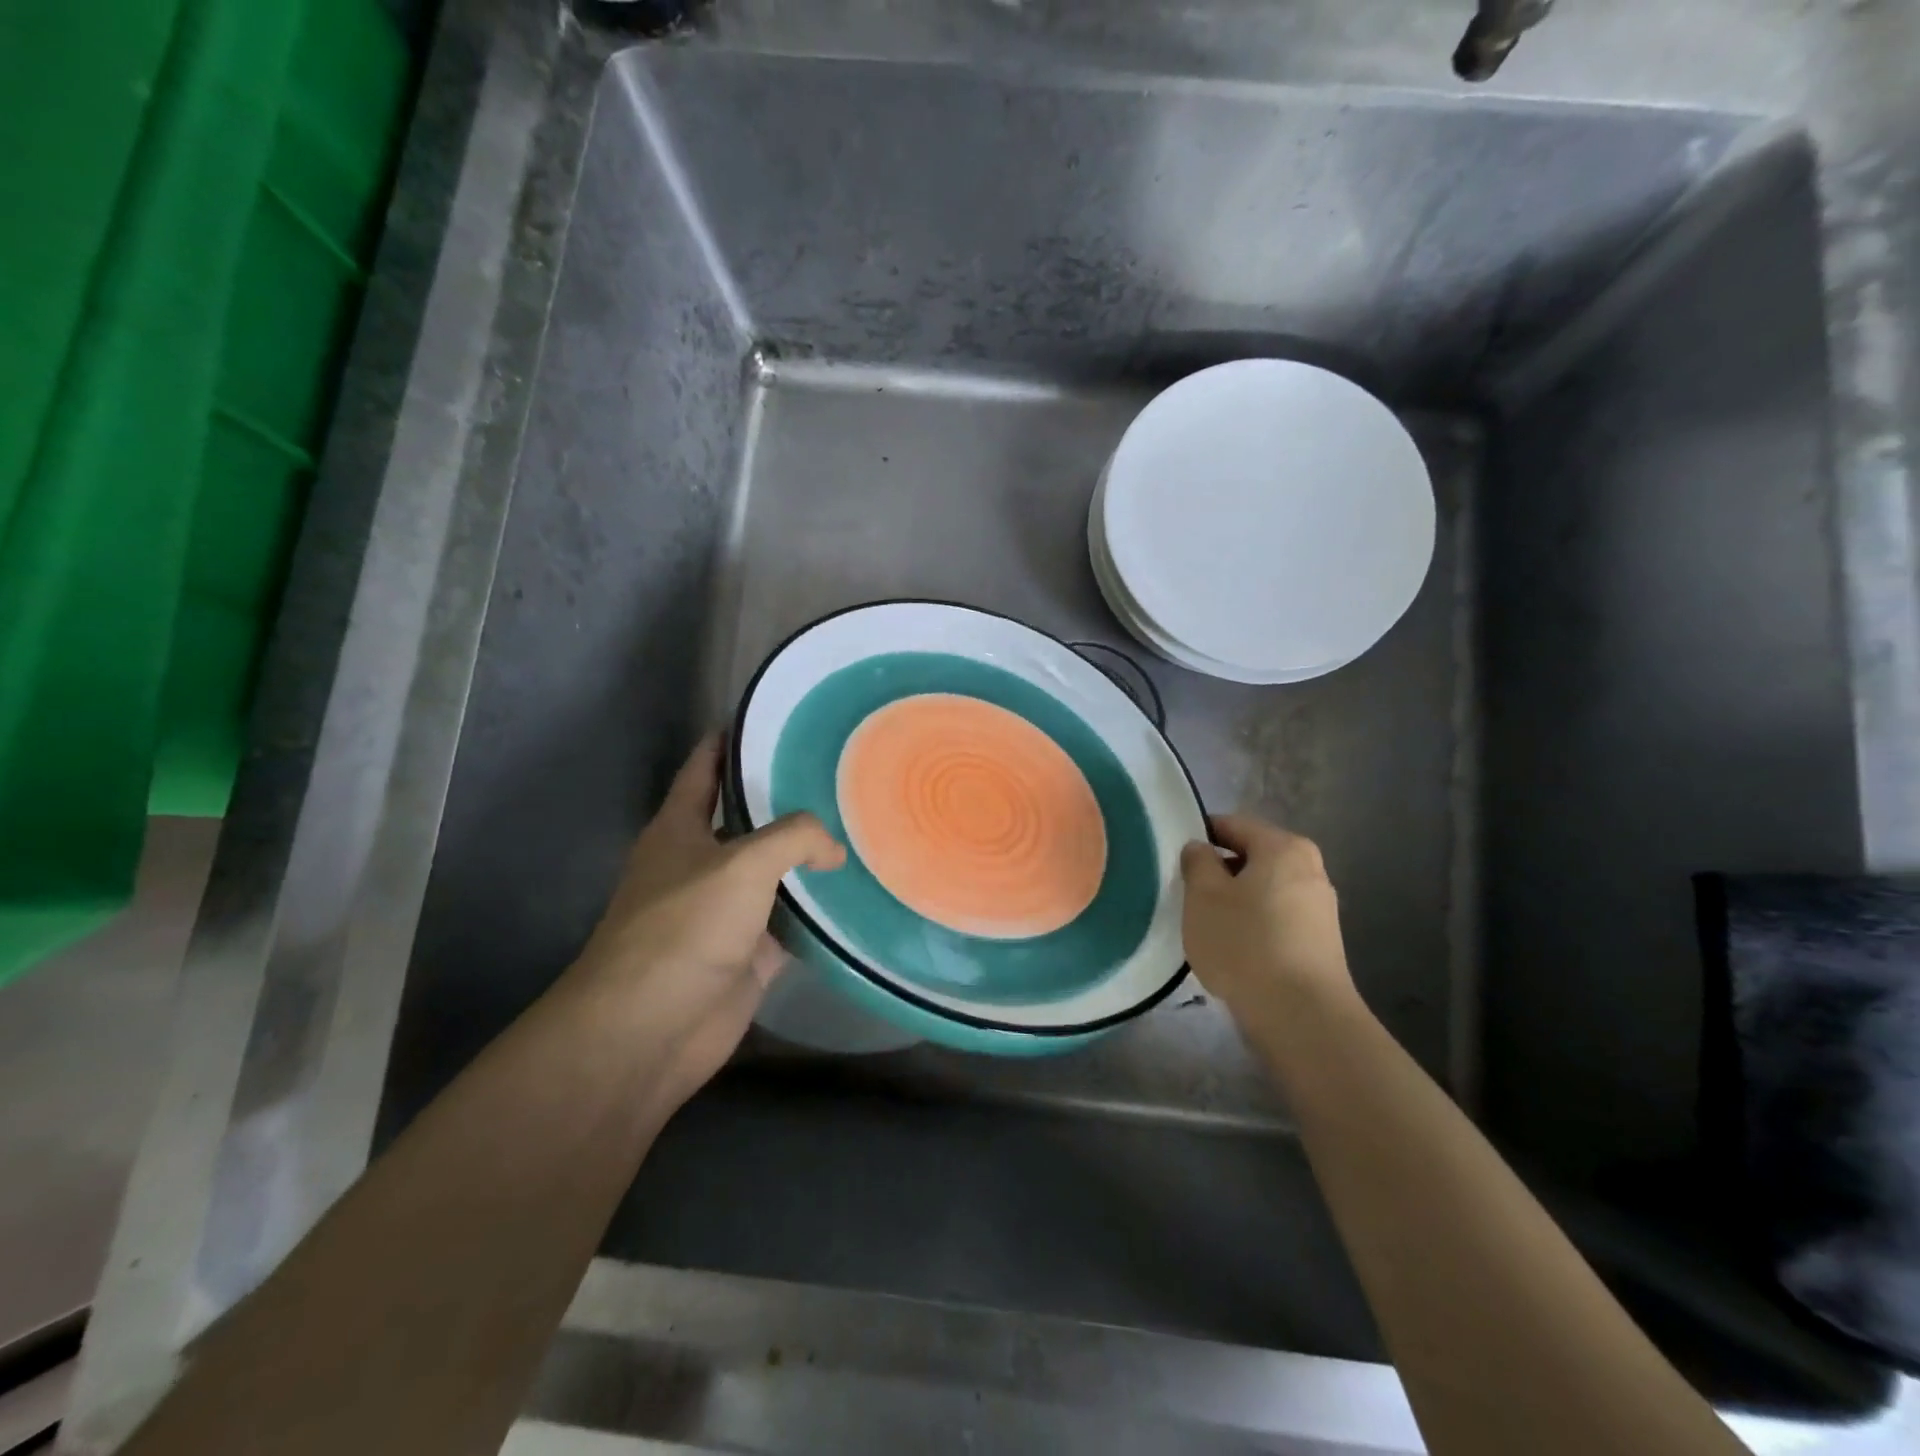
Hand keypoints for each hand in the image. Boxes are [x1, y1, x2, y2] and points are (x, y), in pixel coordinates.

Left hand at [564, 734, 843, 1113]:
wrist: (650, 1029)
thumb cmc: (683, 928)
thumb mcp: (740, 863)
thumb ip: (794, 838)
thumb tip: (833, 849)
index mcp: (679, 829)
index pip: (704, 768)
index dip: (730, 740)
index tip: (770, 718)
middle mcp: (700, 864)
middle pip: (747, 819)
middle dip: (786, 799)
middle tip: (840, 773)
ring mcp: (725, 911)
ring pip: (774, 872)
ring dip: (807, 857)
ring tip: (859, 825)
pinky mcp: (749, 953)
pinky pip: (792, 922)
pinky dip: (819, 911)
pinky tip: (855, 892)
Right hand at [1179, 814, 1352, 1019]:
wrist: (1301, 1016)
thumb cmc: (1245, 943)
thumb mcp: (1203, 895)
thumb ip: (1197, 862)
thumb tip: (1201, 849)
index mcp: (1283, 847)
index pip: (1233, 825)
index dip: (1200, 836)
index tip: (1176, 859)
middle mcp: (1310, 868)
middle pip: (1252, 857)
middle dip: (1220, 871)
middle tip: (1189, 894)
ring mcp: (1320, 907)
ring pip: (1264, 889)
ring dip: (1236, 900)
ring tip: (1208, 926)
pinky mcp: (1321, 942)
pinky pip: (1277, 918)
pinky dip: (1254, 924)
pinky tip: (1235, 949)